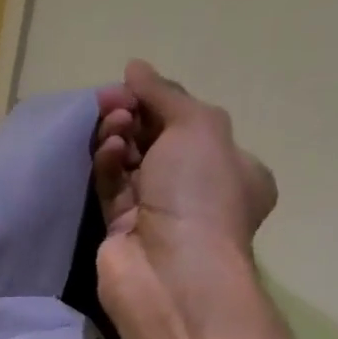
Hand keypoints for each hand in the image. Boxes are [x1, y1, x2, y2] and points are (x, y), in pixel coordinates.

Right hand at [92, 60, 275, 318]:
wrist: (170, 270)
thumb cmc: (199, 194)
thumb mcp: (197, 127)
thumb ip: (165, 94)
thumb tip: (135, 67)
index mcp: (231, 167)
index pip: (191, 123)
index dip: (160, 101)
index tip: (131, 86)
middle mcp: (196, 189)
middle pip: (157, 140)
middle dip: (134, 116)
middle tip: (110, 103)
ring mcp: (157, 211)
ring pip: (130, 162)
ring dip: (118, 137)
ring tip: (110, 127)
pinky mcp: (121, 227)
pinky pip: (111, 187)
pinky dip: (107, 165)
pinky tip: (105, 152)